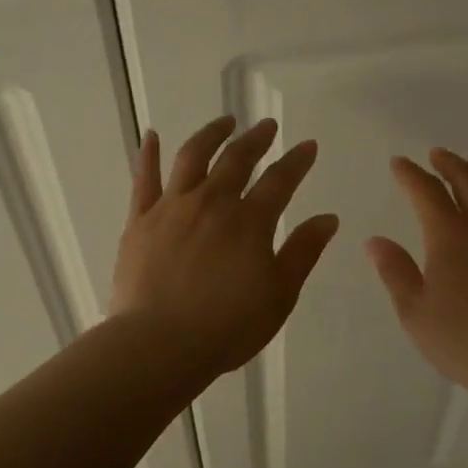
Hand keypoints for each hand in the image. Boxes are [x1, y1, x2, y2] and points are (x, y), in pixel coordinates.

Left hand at [111, 115, 339, 379]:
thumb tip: (328, 218)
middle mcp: (212, 202)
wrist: (159, 345)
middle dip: (256, 139)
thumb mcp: (279, 294)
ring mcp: (172, 208)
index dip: (297, 161)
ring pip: (192, 157)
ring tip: (224, 122)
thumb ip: (303, 252)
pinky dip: (149, 154)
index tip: (307, 146)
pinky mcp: (139, 221)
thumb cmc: (227, 327)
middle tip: (267, 126)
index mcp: (249, 221)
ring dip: (211, 134)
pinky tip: (153, 135)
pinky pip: (144, 179)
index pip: (280, 180)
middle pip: (237, 159)